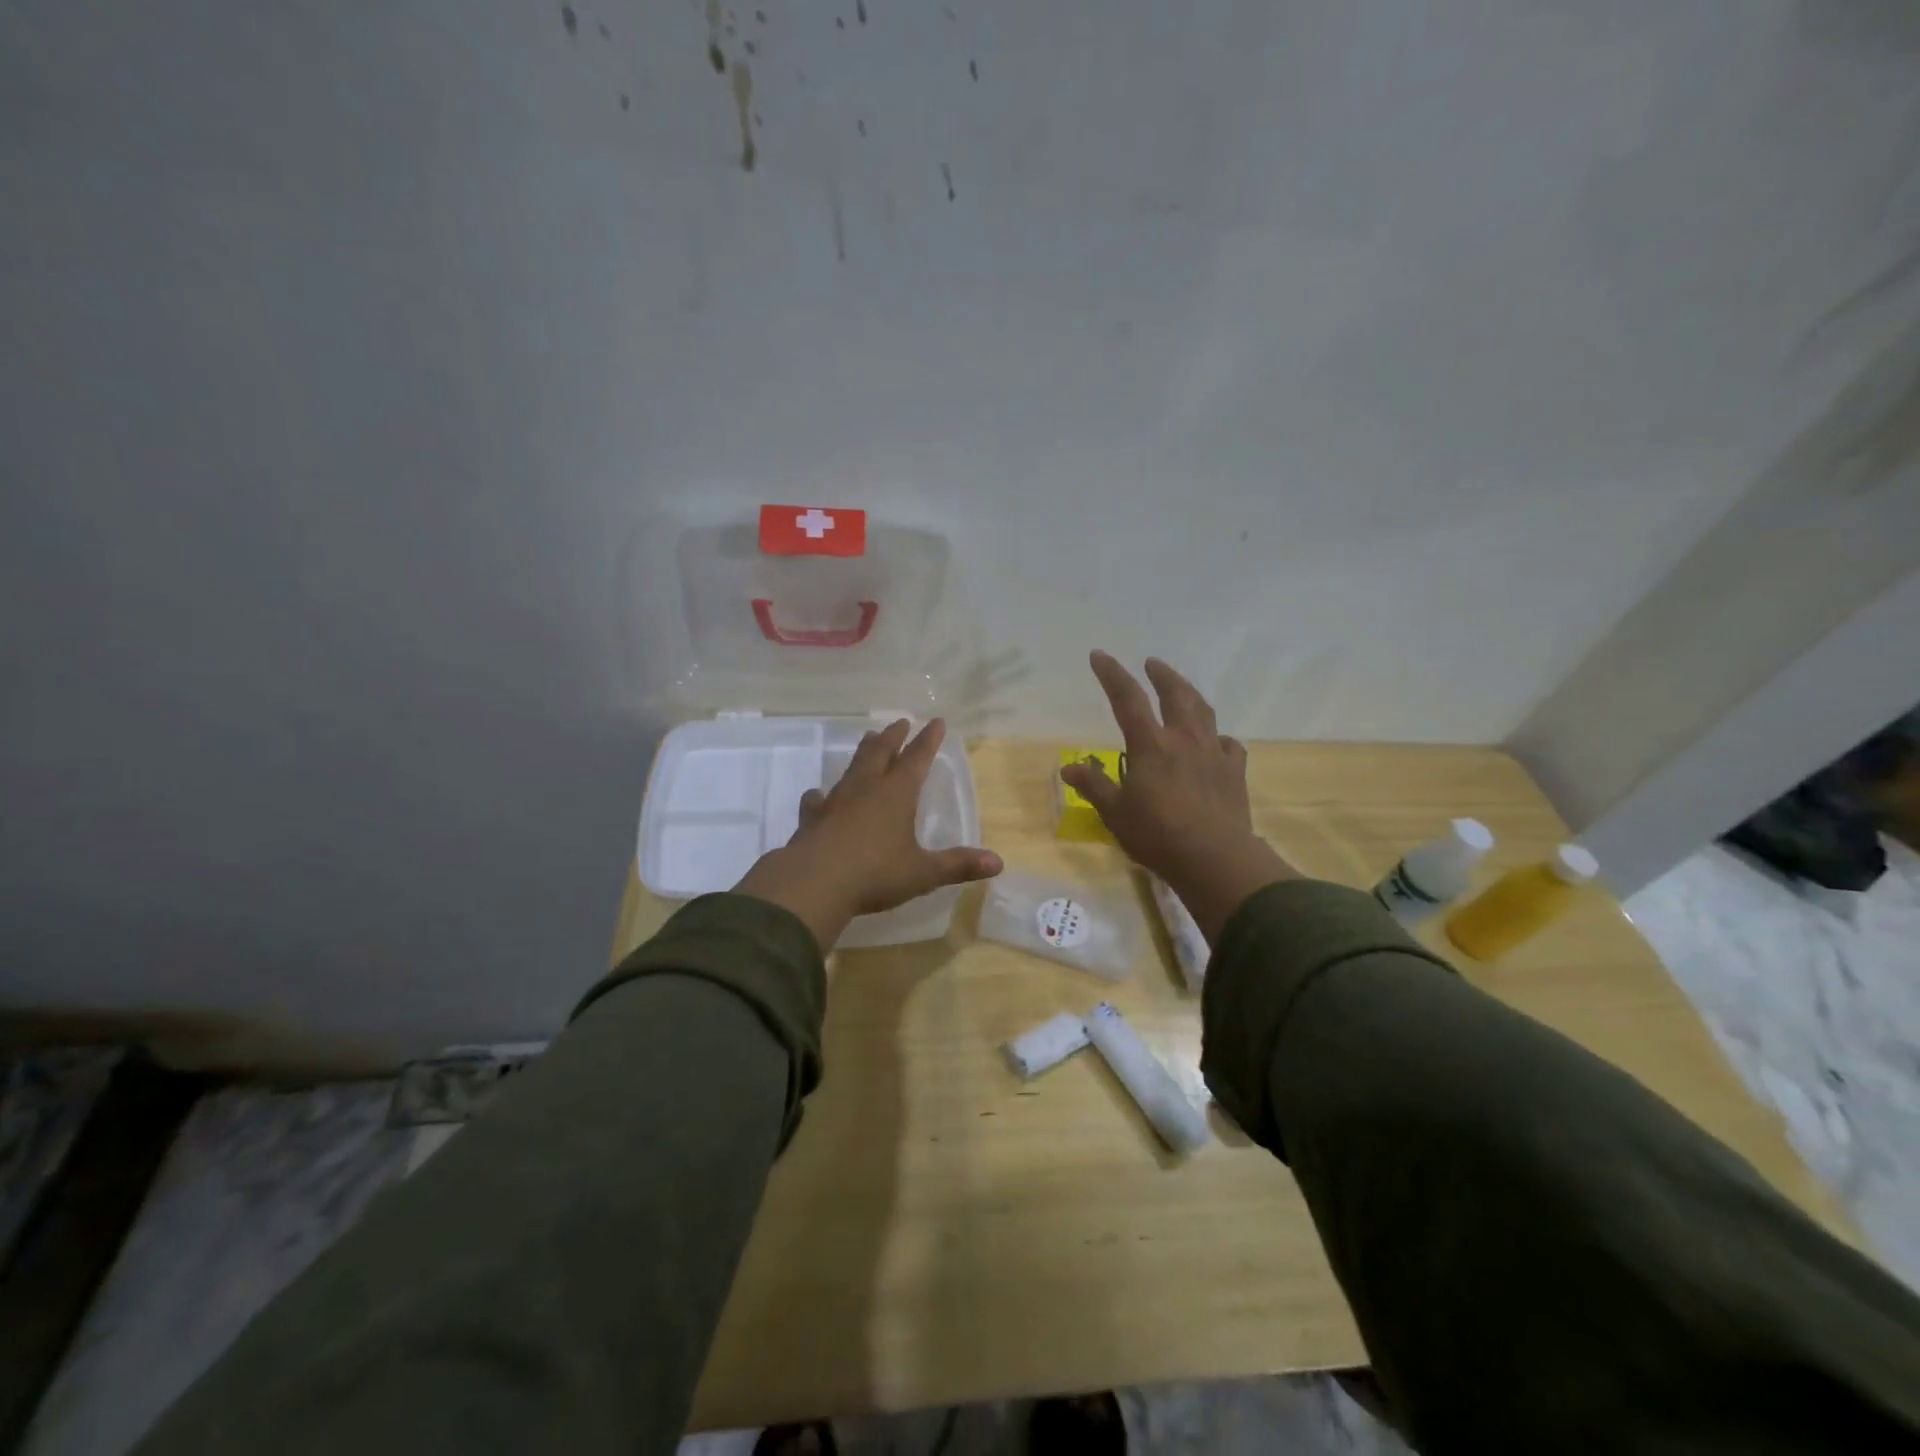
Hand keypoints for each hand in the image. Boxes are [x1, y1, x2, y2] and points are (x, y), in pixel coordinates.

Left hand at [735, 718, 1002, 950]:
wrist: (814, 884)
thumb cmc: (875, 874)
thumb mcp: (922, 873)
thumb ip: (958, 865)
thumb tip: (998, 862)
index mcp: (896, 794)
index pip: (917, 759)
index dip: (928, 740)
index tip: (936, 721)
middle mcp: (866, 788)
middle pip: (881, 753)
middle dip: (894, 736)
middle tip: (901, 722)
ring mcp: (836, 801)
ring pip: (852, 768)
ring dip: (863, 753)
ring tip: (868, 740)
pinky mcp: (812, 819)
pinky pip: (817, 800)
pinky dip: (821, 795)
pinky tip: (818, 795)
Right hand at [1060, 652, 1296, 941]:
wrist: (1214, 857)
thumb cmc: (1157, 834)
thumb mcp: (1115, 813)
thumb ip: (1094, 787)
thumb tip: (1068, 769)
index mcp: (1150, 744)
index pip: (1128, 698)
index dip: (1112, 674)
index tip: (1100, 656)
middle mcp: (1183, 739)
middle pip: (1174, 694)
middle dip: (1162, 675)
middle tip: (1152, 663)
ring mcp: (1213, 752)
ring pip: (1203, 711)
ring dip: (1190, 694)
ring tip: (1182, 689)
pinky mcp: (1233, 770)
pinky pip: (1227, 743)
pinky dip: (1217, 737)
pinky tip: (1214, 741)